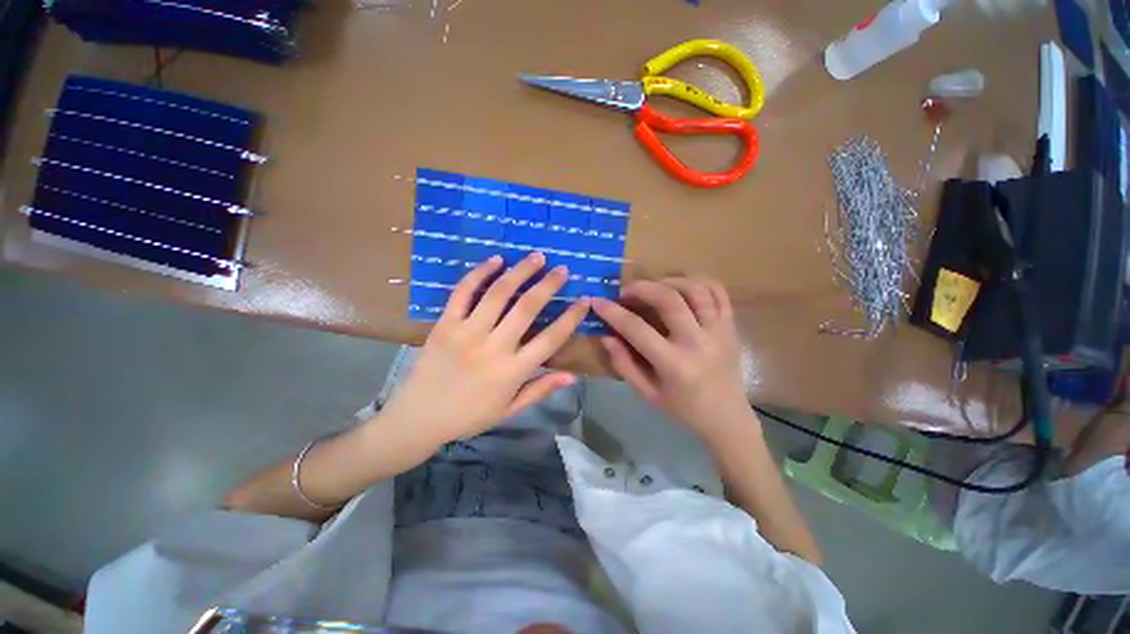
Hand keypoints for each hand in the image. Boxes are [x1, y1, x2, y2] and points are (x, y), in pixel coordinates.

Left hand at [379, 253, 590, 448]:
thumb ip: (540, 390)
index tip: (584, 300)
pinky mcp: (444, 324)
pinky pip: (463, 293)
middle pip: (527, 308)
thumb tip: (573, 376)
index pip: (551, 339)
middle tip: (562, 269)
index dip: (571, 318)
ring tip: (536, 257)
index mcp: (512, 371)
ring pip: (498, 294)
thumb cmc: (469, 416)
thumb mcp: (509, 409)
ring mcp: (466, 332)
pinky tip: (495, 259)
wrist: (418, 418)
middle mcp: (493, 347)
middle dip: (548, 285)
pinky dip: (479, 273)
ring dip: (520, 272)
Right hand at [592, 277, 754, 444]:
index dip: (613, 312)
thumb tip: (605, 336)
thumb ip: (624, 364)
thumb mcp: (647, 393)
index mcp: (674, 364)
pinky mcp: (730, 326)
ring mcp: (719, 331)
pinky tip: (681, 287)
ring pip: (695, 289)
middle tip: (625, 291)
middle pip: (668, 299)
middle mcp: (698, 342)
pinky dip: (698, 282)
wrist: (727, 418)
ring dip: (669, 281)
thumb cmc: (683, 409)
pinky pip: (718, 292)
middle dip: (641, 287)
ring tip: (653, 287)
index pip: (636, 328)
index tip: (597, 301)